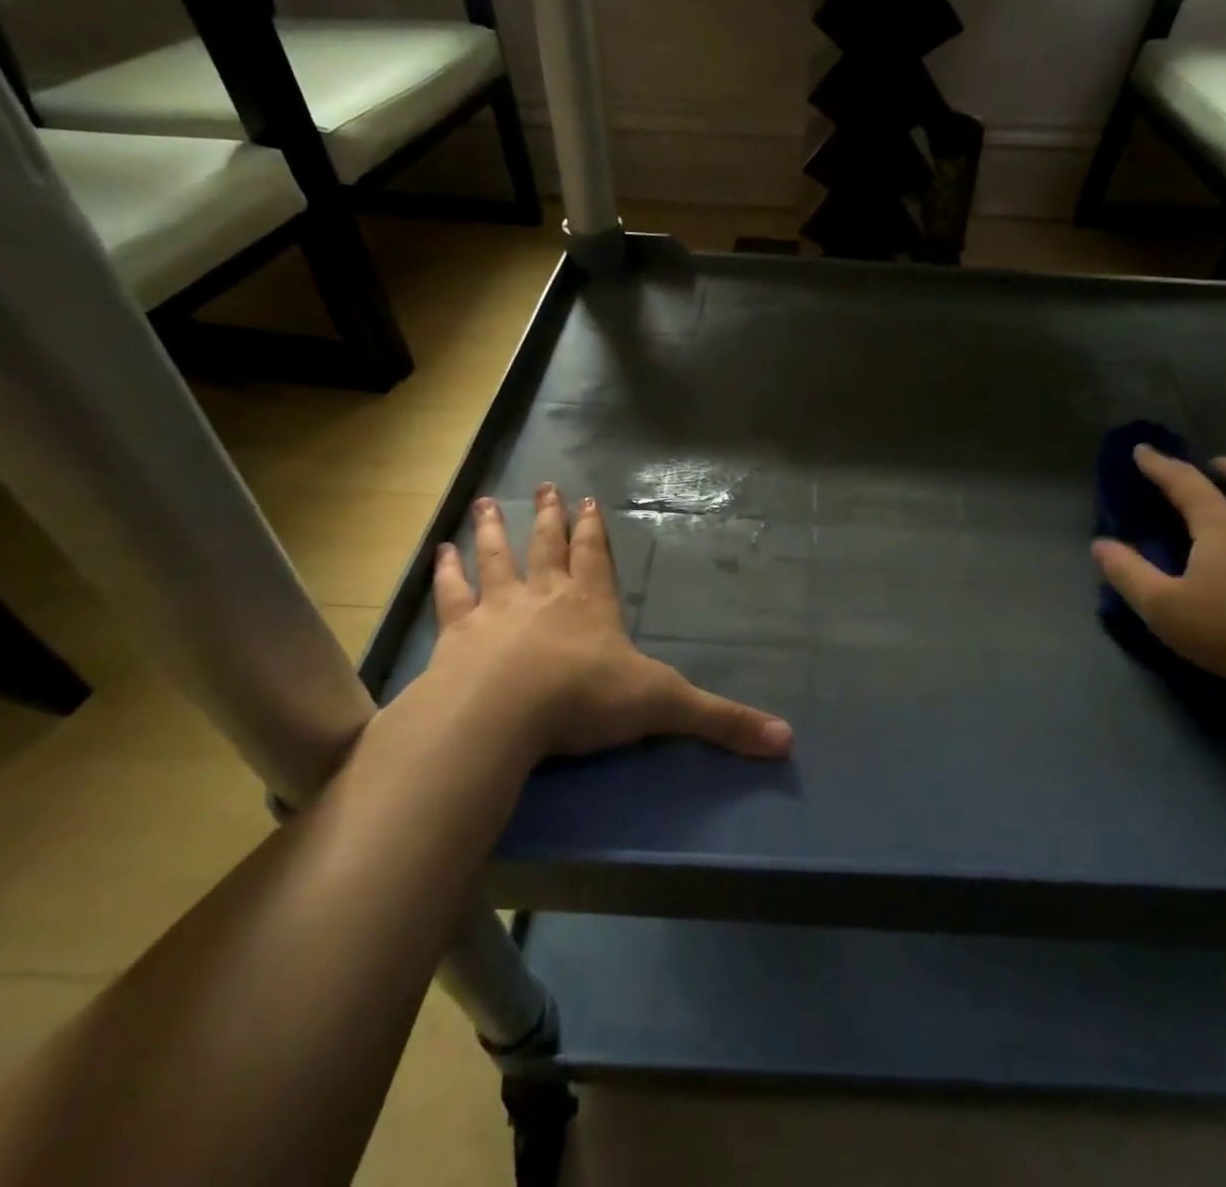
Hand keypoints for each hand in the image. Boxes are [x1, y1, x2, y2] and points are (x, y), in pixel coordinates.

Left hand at [422, 483, 791, 761]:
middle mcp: (543, 596)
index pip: (596, 557)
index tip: (588, 500)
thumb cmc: (585, 699)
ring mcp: (497, 610)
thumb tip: (787, 740)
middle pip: (545, 545)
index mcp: (590, 605)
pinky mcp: (457, 635)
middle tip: (542, 486)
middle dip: (546, 517)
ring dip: (490, 532)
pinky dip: (445, 574)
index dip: (594, 530)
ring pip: (495, 559)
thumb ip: (721, 721)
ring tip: (483, 504)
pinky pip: (451, 596)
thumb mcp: (664, 706)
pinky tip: (438, 553)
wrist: (502, 713)